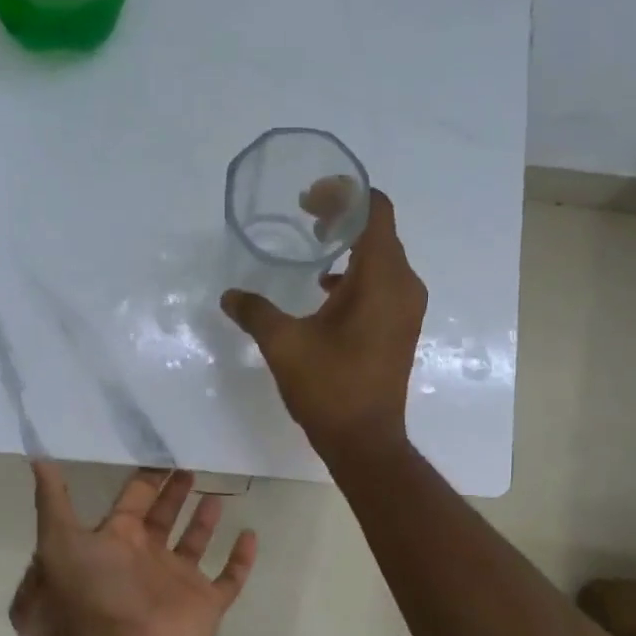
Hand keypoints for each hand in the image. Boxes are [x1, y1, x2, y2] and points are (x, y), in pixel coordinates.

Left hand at [15, 466, 256, 635]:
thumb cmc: (86, 601)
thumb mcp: (56, 545)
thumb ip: (53, 502)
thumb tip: (37, 460)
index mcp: (111, 545)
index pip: (130, 502)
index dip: (145, 478)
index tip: (160, 449)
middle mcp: (142, 560)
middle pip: (163, 517)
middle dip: (175, 491)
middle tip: (191, 461)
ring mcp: (174, 584)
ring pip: (195, 543)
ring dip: (205, 519)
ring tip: (218, 490)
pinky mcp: (204, 606)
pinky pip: (228, 578)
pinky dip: (240, 559)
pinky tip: (250, 534)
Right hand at [221, 187, 426, 459]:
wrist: (365, 441)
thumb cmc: (329, 387)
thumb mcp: (283, 344)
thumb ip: (255, 311)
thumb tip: (229, 295)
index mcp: (380, 278)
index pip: (374, 210)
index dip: (344, 194)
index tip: (309, 200)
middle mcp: (403, 285)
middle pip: (379, 229)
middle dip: (343, 215)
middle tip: (306, 217)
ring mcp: (407, 307)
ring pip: (382, 256)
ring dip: (350, 245)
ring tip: (314, 246)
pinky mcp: (401, 326)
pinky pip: (383, 282)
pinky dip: (357, 274)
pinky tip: (325, 290)